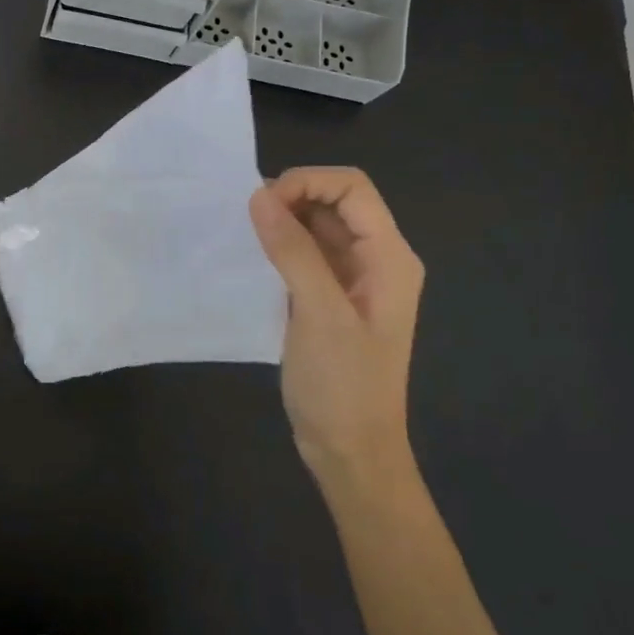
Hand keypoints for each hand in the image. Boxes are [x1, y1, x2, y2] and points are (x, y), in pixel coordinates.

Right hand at [248, 168, 425, 491]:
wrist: (351, 452)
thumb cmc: (343, 385)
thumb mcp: (319, 313)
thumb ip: (293, 250)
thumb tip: (259, 195)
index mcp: (389, 257)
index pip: (352, 188)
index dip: (308, 182)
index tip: (263, 203)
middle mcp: (376, 259)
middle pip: (336, 201)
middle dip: (292, 197)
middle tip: (248, 218)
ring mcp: (353, 279)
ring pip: (318, 225)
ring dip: (283, 220)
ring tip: (244, 233)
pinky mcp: (330, 297)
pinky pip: (306, 254)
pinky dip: (281, 245)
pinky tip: (253, 256)